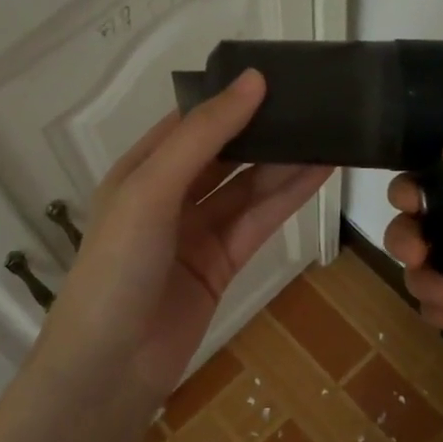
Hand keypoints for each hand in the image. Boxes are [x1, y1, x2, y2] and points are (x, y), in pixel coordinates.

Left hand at [27, 70, 333, 412]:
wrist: (111, 367)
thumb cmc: (119, 266)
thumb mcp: (152, 189)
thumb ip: (204, 136)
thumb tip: (252, 80)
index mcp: (142, 168)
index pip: (194, 120)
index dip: (233, 97)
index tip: (280, 73)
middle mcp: (170, 194)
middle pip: (226, 151)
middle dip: (265, 128)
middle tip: (316, 100)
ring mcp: (198, 230)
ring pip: (249, 185)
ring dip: (286, 160)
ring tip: (331, 129)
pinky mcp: (223, 262)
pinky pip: (260, 219)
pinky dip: (289, 196)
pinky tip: (322, 170)